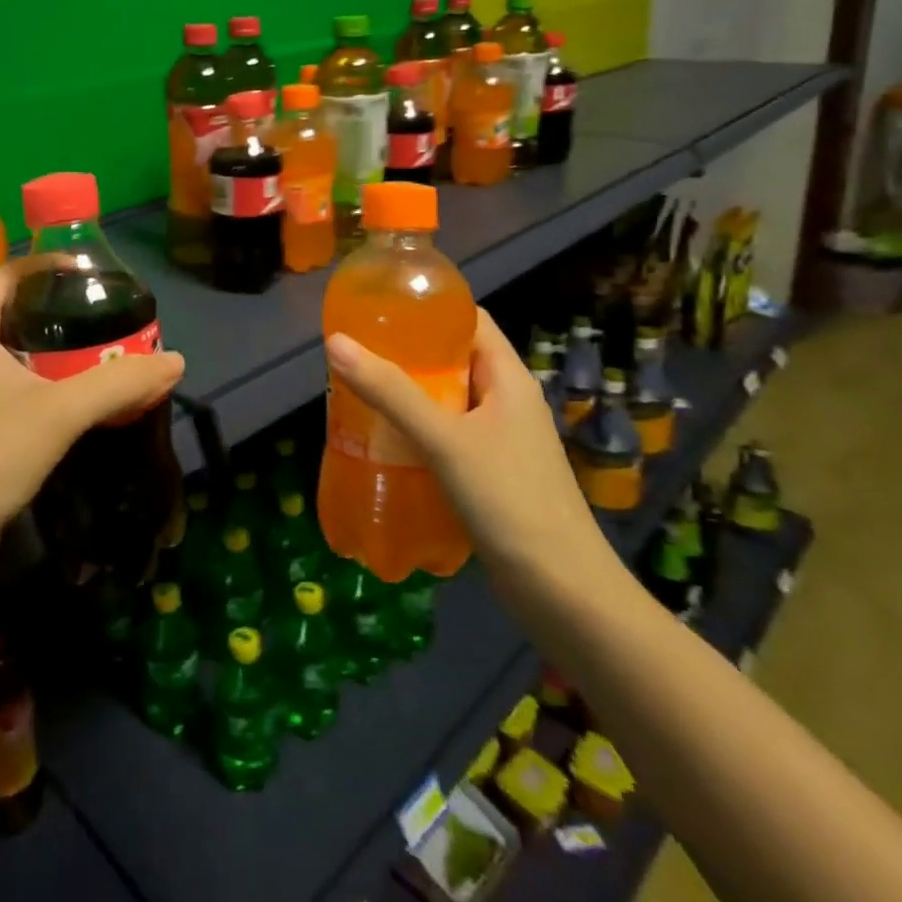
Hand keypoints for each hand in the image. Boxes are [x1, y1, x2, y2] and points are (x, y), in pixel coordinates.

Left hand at [0, 261, 184, 584]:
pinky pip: (10, 381)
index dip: (54, 265)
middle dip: (63, 308)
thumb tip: (177, 361)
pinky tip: (77, 393)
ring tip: (104, 348)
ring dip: (56, 348)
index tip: (98, 274)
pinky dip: (44, 378)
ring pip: (14, 349)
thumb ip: (119, 382)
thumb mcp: (60, 412)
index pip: (12, 272)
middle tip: (110, 313)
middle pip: (15, 308)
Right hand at [324, 310, 616, 594]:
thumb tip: (336, 342)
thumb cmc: (510, 501)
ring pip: (446, 399)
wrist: (565, 595)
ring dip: (406, 394)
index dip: (427, 307)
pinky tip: (383, 440)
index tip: (379, 307)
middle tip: (356, 352)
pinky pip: (446, 434)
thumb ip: (390, 391)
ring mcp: (500, 439)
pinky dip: (415, 429)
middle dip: (405, 354)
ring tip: (358, 391)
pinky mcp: (490, 472)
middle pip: (452, 359)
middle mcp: (506, 400)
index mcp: (508, 378)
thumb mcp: (445, 440)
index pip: (468, 320)